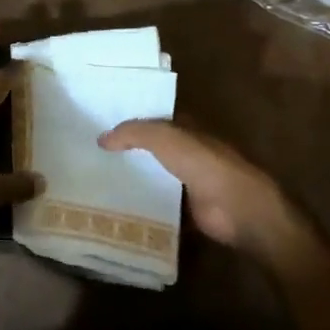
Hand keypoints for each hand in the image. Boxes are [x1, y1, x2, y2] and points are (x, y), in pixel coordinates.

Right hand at [99, 120, 304, 256]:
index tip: (100, 123)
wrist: (238, 210)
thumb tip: (101, 138)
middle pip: (152, 149)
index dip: (131, 119)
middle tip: (91, 153)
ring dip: (132, 178)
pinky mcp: (186, 210)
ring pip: (153, 176)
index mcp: (187, 129)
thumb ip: (134, 133)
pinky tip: (114, 206)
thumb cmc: (205, 165)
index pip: (154, 119)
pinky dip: (141, 205)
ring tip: (94, 180)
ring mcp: (188, 182)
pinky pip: (158, 204)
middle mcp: (188, 153)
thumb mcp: (166, 139)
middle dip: (127, 150)